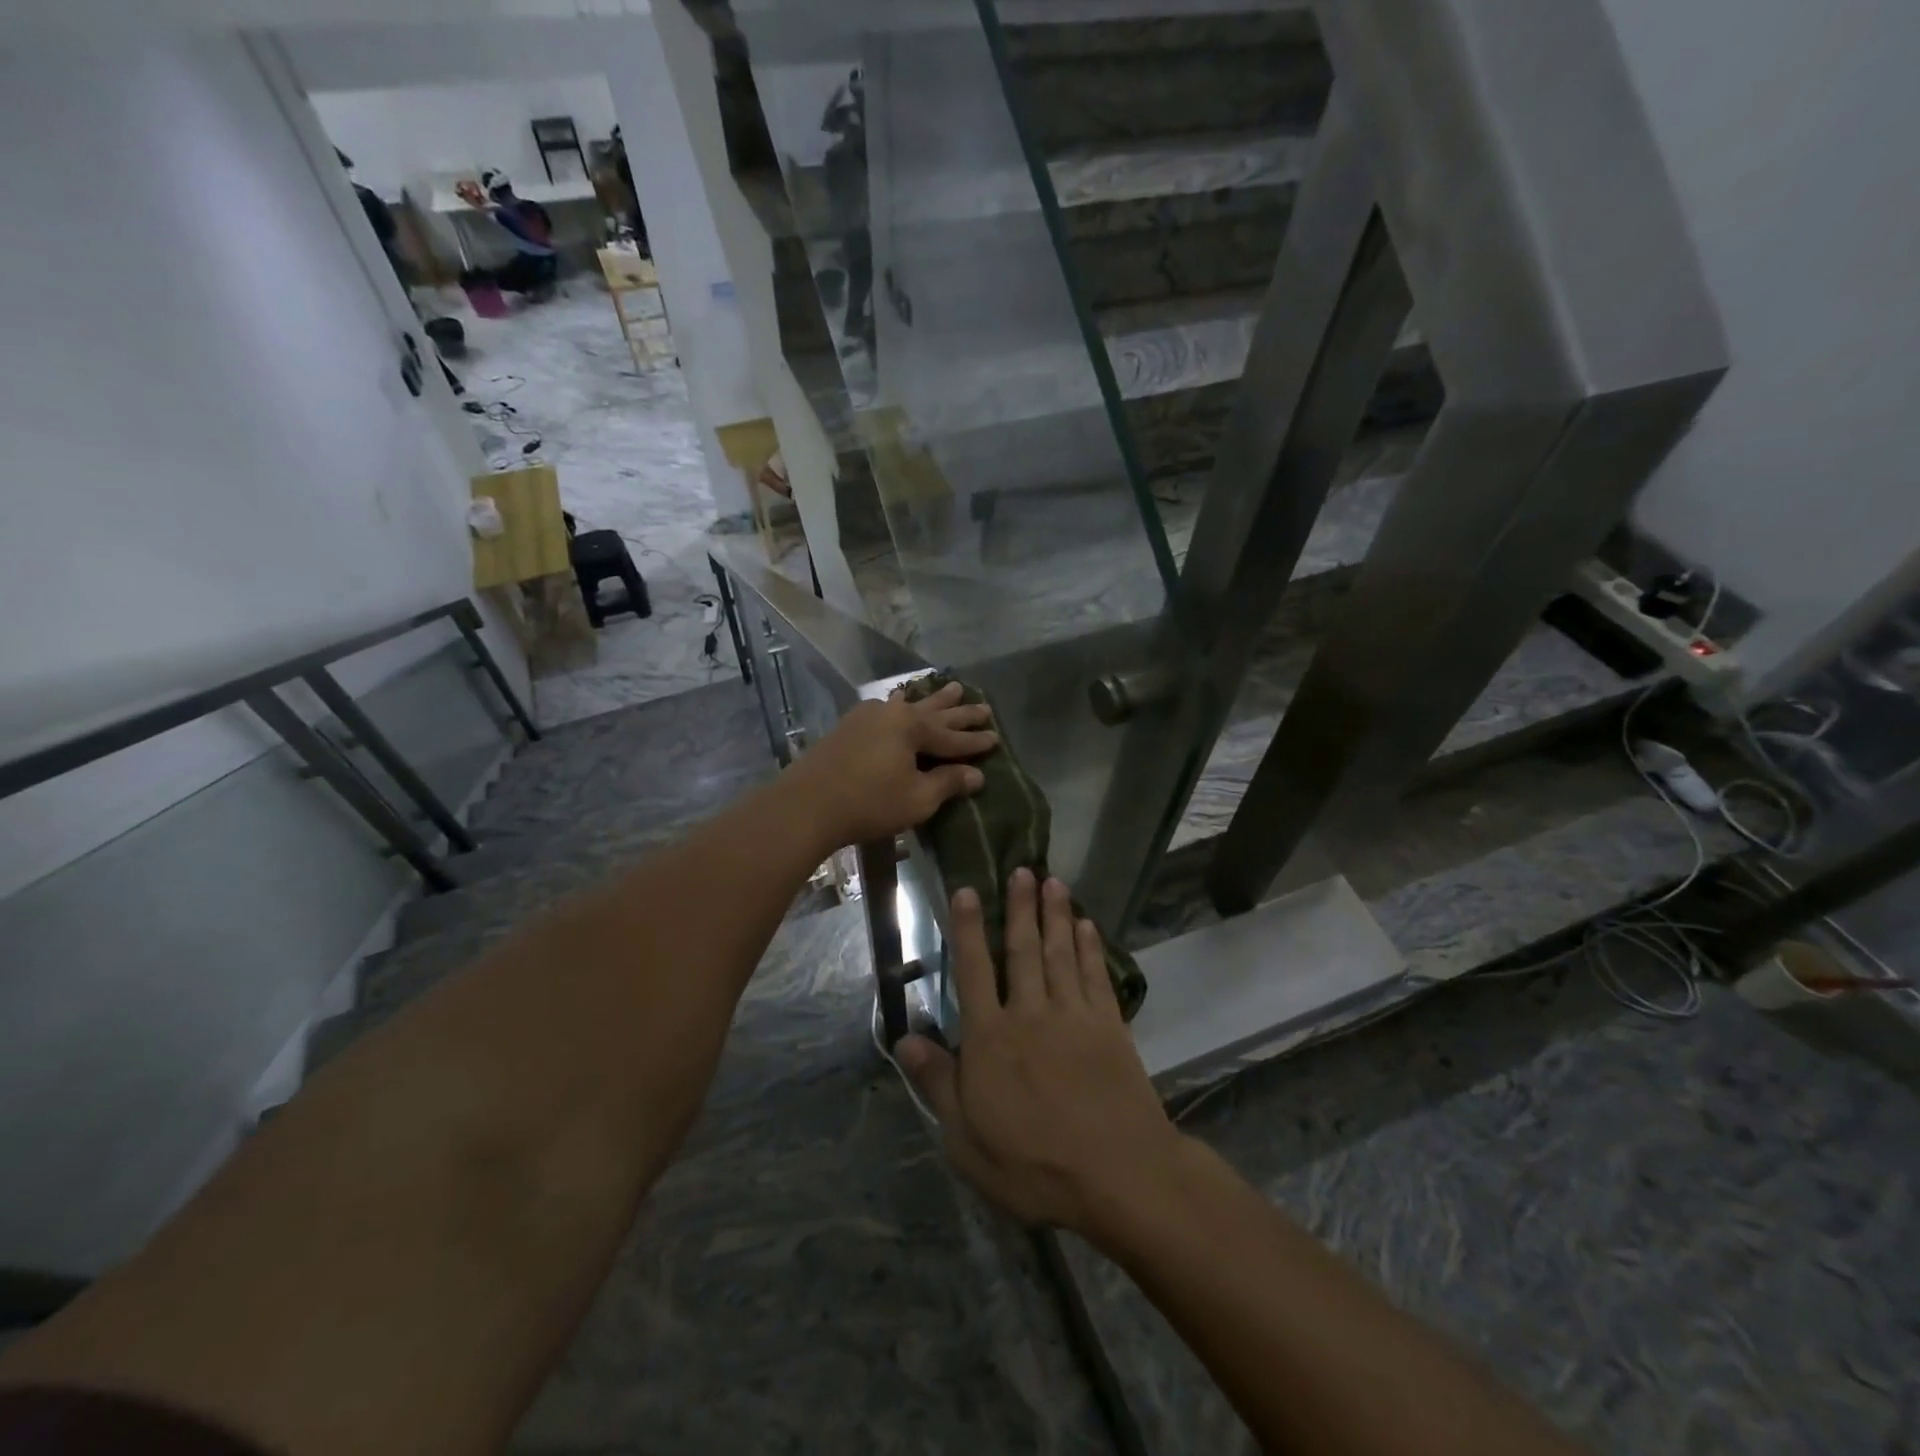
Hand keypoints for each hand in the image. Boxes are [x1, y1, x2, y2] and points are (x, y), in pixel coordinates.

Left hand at [783, 681, 995, 852]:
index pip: (952, 736)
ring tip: (953, 688)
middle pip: (934, 713)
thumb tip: (976, 775)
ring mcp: (867, 716)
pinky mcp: (848, 727)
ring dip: (933, 700)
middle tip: (984, 706)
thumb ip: (948, 783)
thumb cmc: (869, 803)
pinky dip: (901, 705)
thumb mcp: (917, 798)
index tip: (996, 738)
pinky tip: (900, 701)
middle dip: (960, 713)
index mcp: (912, 727)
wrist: (807, 804)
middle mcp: (892, 713)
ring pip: (909, 705)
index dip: (975, 741)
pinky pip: (885, 709)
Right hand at [897, 869, 1186, 1238]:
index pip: (973, 971)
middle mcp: (1029, 1013)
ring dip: (1056, 915)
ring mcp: (1074, 1016)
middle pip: (1023, 949)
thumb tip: (903, 1039)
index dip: (968, 929)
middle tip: (1023, 869)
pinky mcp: (1110, 1027)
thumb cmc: (1033, 1165)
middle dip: (1020, 907)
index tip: (967, 890)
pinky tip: (1089, 925)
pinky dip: (1091, 947)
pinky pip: (1096, 975)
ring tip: (1053, 881)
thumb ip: (937, 1083)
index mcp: (990, 1038)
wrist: (1119, 1176)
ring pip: (1061, 953)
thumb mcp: (966, 1139)